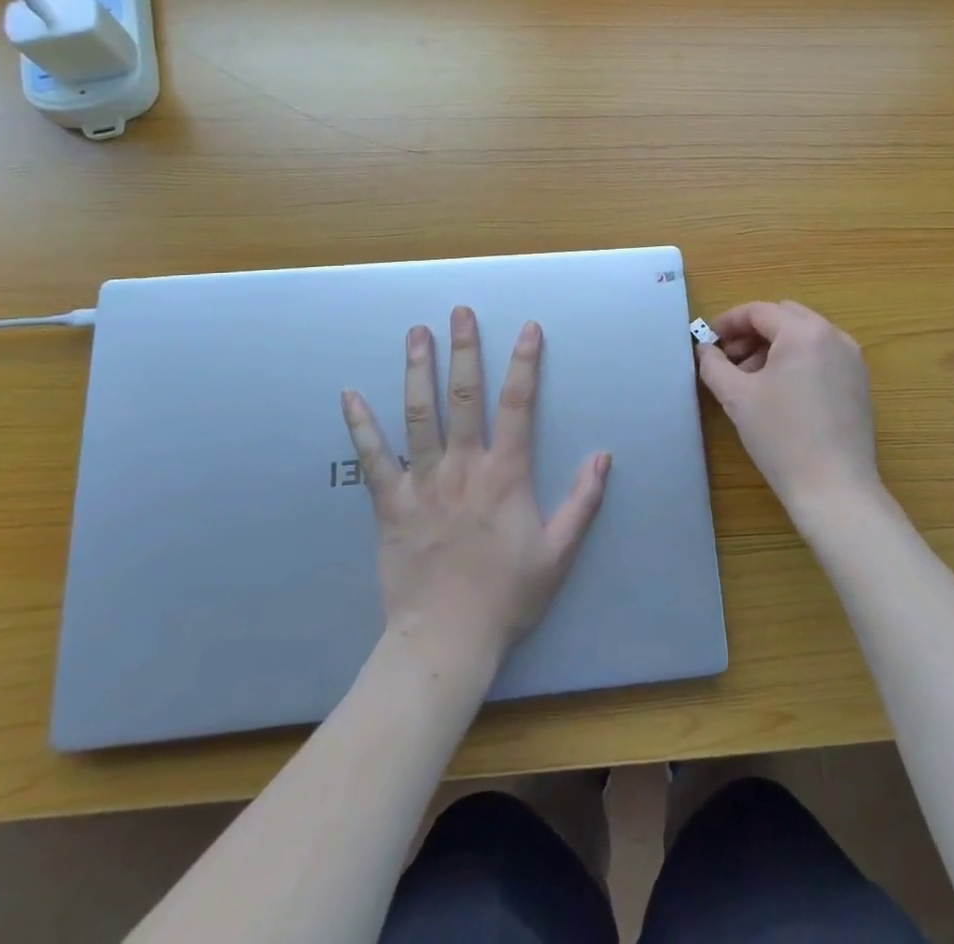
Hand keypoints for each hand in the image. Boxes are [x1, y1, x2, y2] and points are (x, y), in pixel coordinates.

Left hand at [340, 307, 610, 673]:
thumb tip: (604, 456)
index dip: (525, 363)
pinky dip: (360, 425)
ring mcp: (422, 482)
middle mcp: (463, 467)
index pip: (519, 405)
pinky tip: (349, 394)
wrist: (446, 641)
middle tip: (460, 312)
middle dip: (464, 350)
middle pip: (464, 396)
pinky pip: (372, 458)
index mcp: (505, 475)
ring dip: (418, 370)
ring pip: (419, 414)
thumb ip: (583, 502)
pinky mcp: (390, 503)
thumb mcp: (559, 553)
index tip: (528, 328)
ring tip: (416, 333)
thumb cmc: (507, 596)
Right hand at [695, 301, 881, 512]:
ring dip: (773, 347)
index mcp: (805, 332)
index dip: (728, 322)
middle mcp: (834, 336)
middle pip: (784, 317)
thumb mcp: (736, 397)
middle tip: (728, 359)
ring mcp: (852, 360)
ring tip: (750, 379)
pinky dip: (796, 361)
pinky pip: (822, 356)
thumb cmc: (781, 437)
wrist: (834, 489)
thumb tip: (705, 349)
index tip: (708, 342)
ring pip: (804, 336)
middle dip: (752, 333)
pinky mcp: (859, 384)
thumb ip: (714, 365)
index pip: (759, 311)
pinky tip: (779, 392)